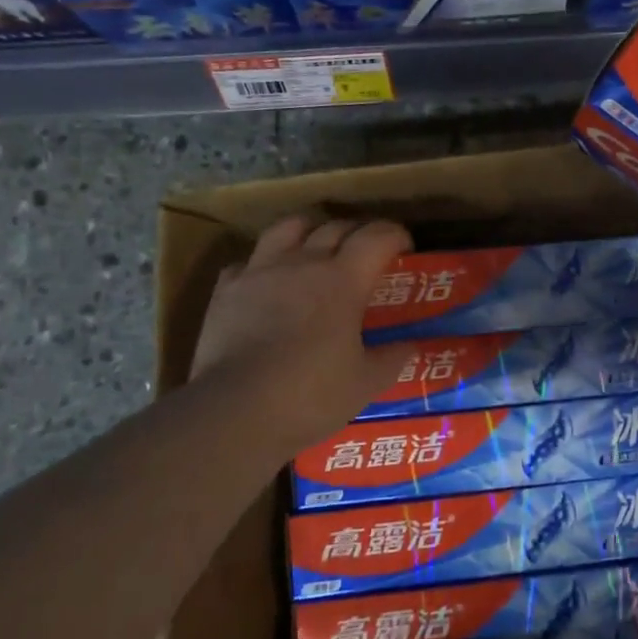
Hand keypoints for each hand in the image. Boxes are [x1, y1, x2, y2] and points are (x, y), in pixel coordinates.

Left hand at [188, 215, 419, 456]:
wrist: (235, 411)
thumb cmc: (310, 395)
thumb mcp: (365, 383)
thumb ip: (392, 358)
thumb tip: (410, 347)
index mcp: (344, 280)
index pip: (376, 237)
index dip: (395, 235)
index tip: (405, 246)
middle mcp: (303, 263)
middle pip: (335, 226)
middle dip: (357, 232)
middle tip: (366, 252)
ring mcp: (260, 272)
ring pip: (287, 227)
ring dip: (309, 230)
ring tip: (315, 246)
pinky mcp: (227, 289)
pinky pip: (247, 261)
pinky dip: (263, 264)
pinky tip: (267, 281)